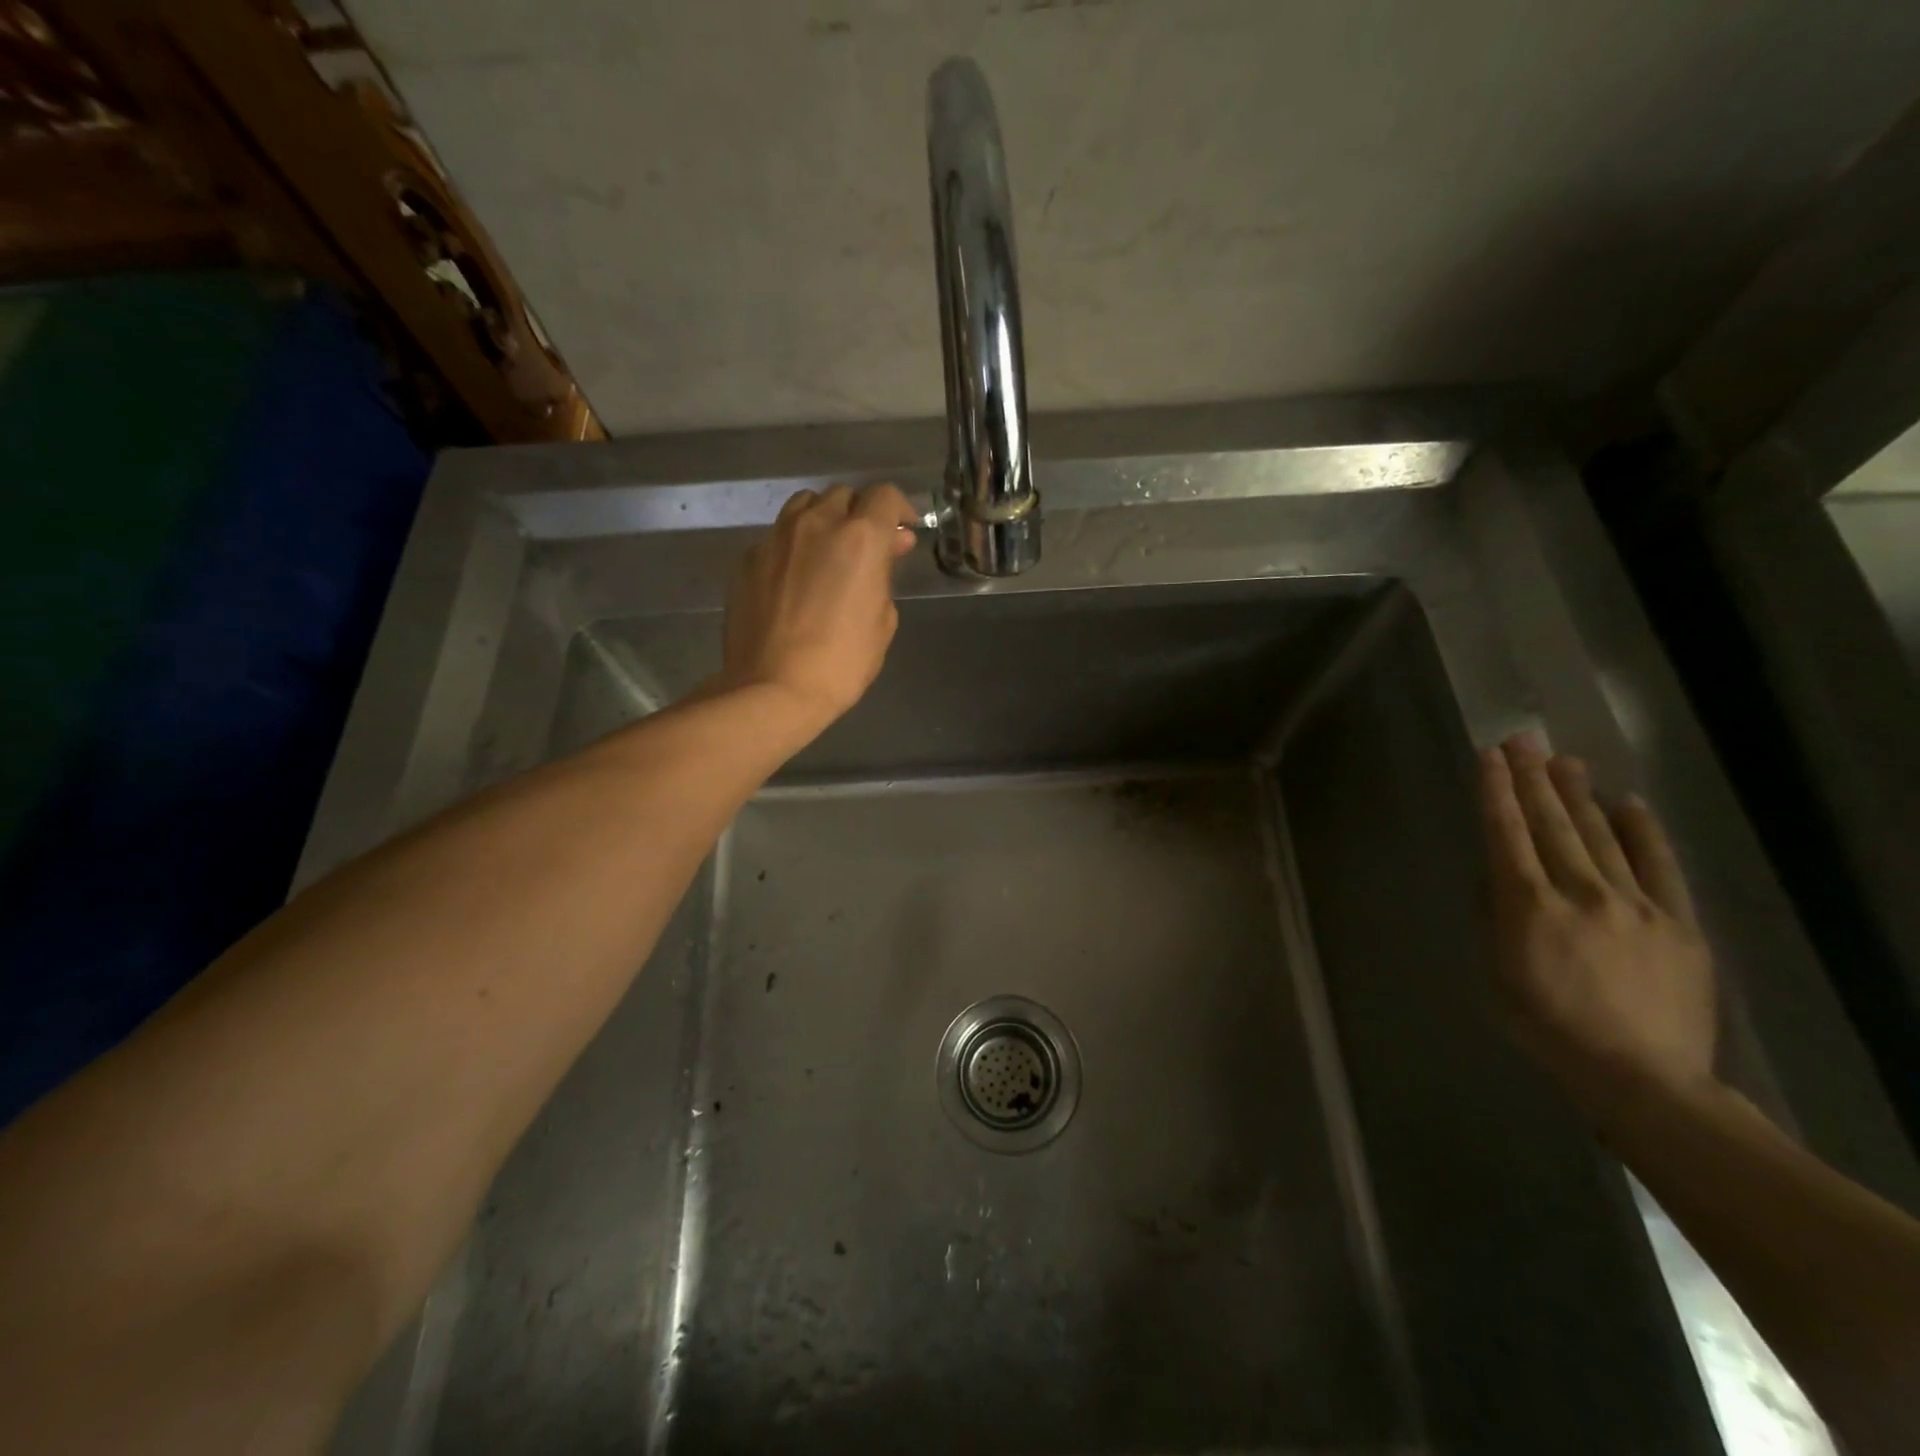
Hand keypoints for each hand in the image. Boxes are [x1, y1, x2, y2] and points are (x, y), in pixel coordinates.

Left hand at [718, 483, 919, 727]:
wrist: (774, 688)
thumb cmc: (842, 662)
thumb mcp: (883, 621)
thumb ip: (885, 574)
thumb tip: (888, 548)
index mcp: (859, 537)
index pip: (884, 496)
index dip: (899, 511)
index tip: (903, 532)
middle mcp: (817, 524)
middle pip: (843, 496)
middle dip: (860, 514)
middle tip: (867, 547)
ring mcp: (776, 538)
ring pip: (805, 506)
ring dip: (824, 520)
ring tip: (829, 552)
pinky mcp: (748, 559)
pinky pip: (777, 537)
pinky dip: (793, 547)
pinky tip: (795, 578)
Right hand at [1479, 733, 1717, 1125]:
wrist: (1641, 1077)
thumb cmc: (1546, 1026)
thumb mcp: (1494, 972)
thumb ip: (1494, 917)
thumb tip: (1496, 875)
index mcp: (1528, 905)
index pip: (1506, 833)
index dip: (1495, 792)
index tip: (1488, 756)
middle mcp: (1579, 892)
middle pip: (1552, 824)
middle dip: (1532, 779)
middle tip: (1522, 741)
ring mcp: (1635, 903)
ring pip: (1600, 835)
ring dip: (1578, 794)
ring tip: (1562, 760)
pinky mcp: (1678, 922)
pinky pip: (1659, 866)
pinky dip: (1643, 832)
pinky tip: (1629, 803)